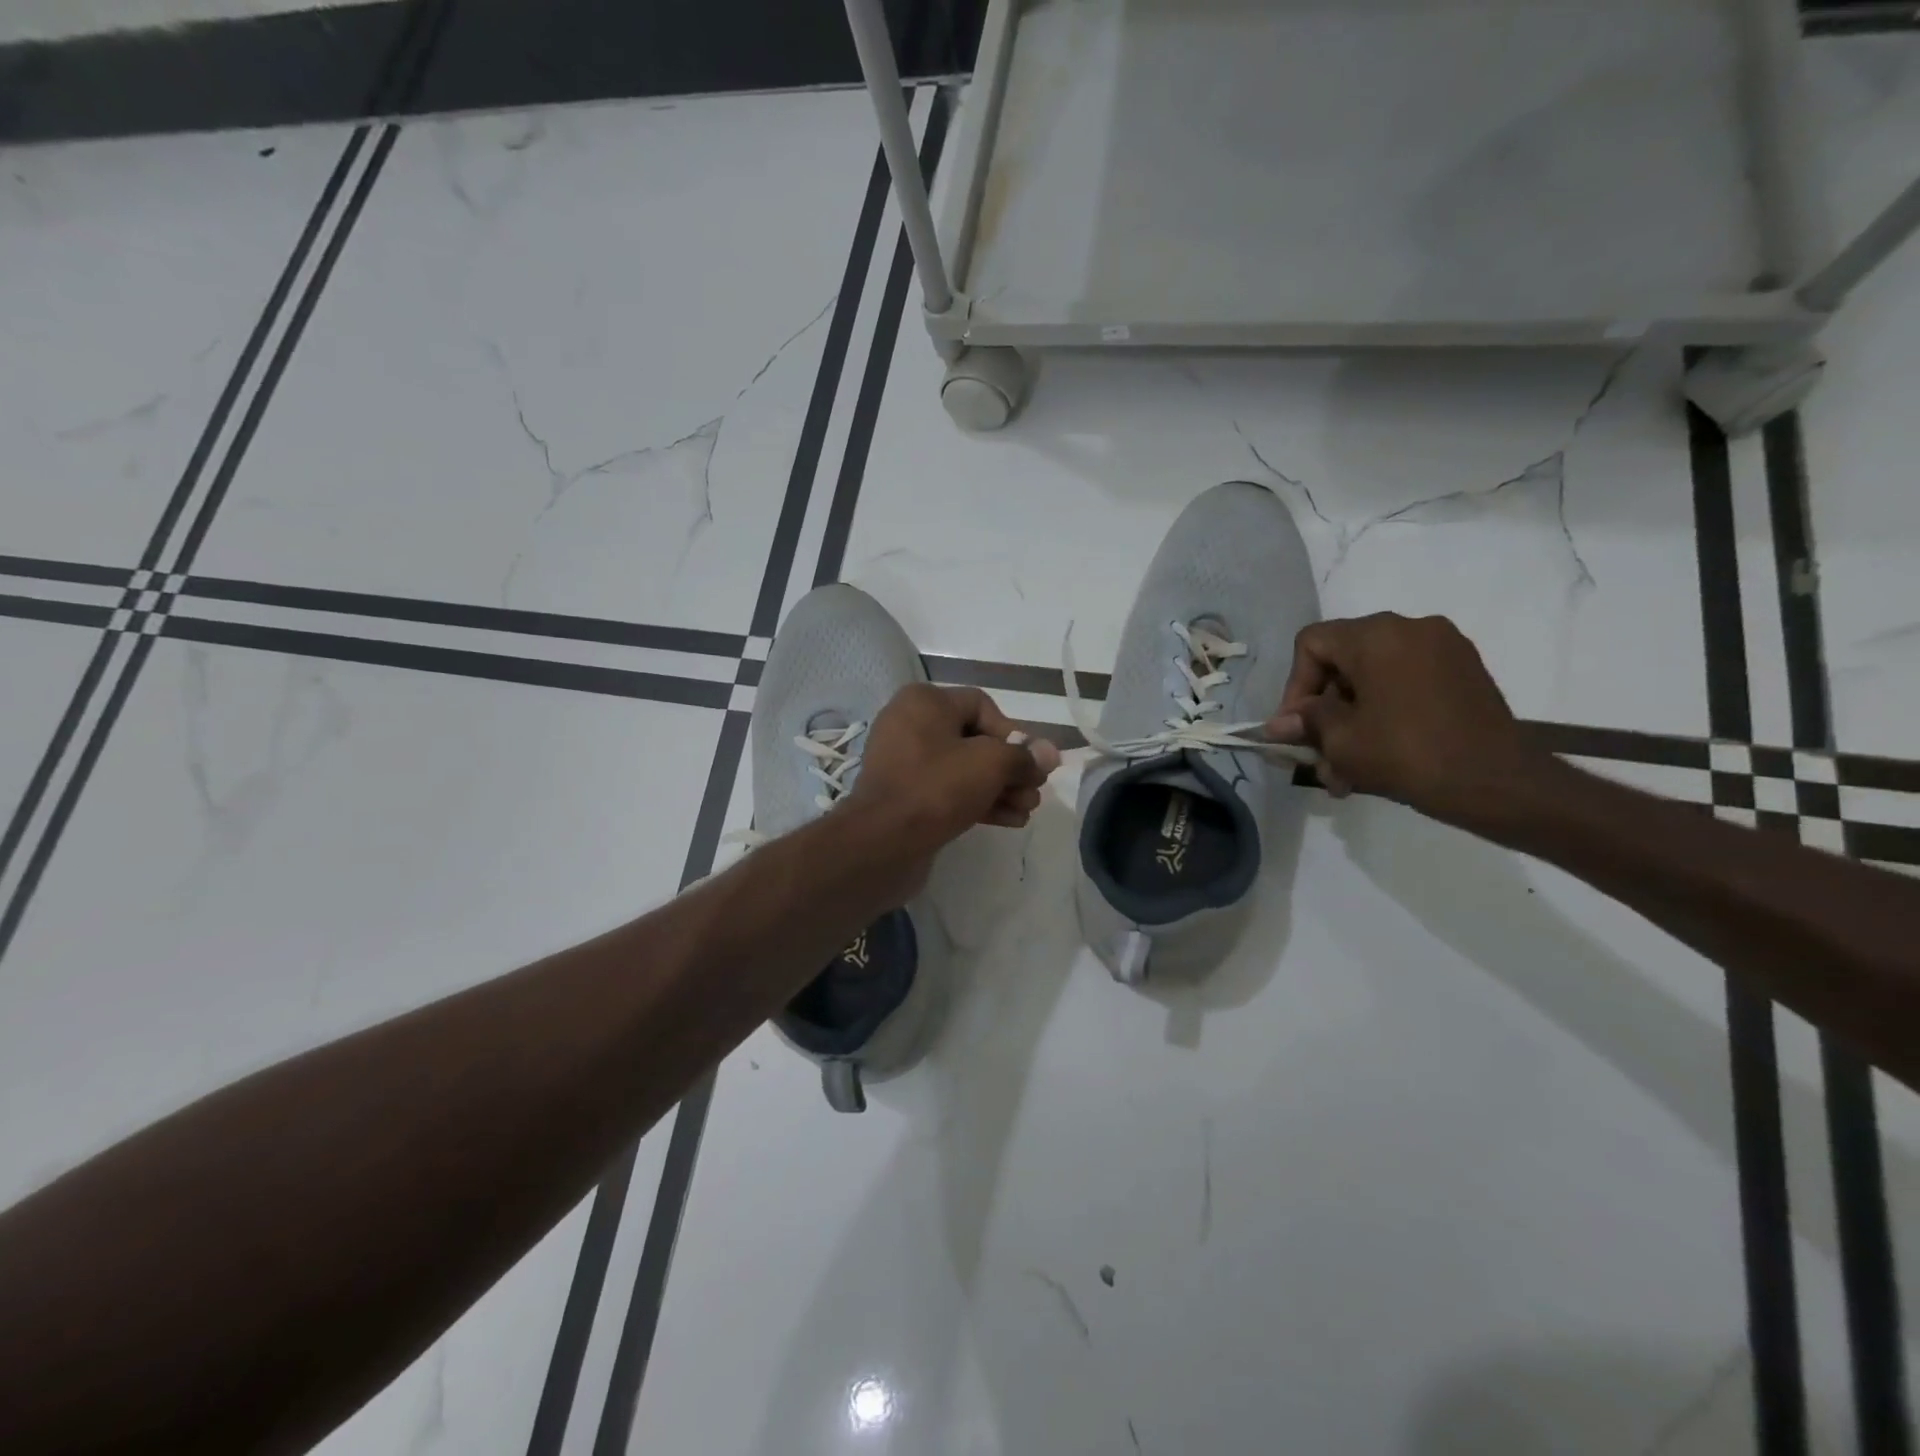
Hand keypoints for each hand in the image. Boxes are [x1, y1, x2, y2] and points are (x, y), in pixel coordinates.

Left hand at [848, 684, 1062, 853]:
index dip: (1012, 733)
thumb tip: (1050, 753)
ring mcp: (905, 763)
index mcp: (924, 702)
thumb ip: (1024, 756)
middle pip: (975, 740)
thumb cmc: (937, 788)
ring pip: (964, 769)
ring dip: (1000, 788)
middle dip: (1010, 768)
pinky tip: (1009, 820)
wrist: (881, 843)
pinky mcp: (905, 796)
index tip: (1029, 763)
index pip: (981, 705)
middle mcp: (910, 724)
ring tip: (1027, 811)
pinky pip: (948, 790)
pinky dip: (978, 801)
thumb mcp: (990, 764)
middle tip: (1035, 793)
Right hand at [1265, 614, 1544, 823]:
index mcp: (1376, 635)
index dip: (1295, 685)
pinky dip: (1386, 710)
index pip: (1312, 643)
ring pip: (1375, 676)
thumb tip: (1278, 724)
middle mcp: (1410, 628)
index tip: (1297, 727)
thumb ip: (1306, 722)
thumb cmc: (1407, 754)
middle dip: (1325, 709)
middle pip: (1344, 659)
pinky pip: (1407, 682)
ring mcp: (1444, 647)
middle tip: (1319, 753)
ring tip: (1348, 768)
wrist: (1497, 782)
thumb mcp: (1341, 740)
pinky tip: (1381, 752)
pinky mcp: (1464, 671)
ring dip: (1354, 717)